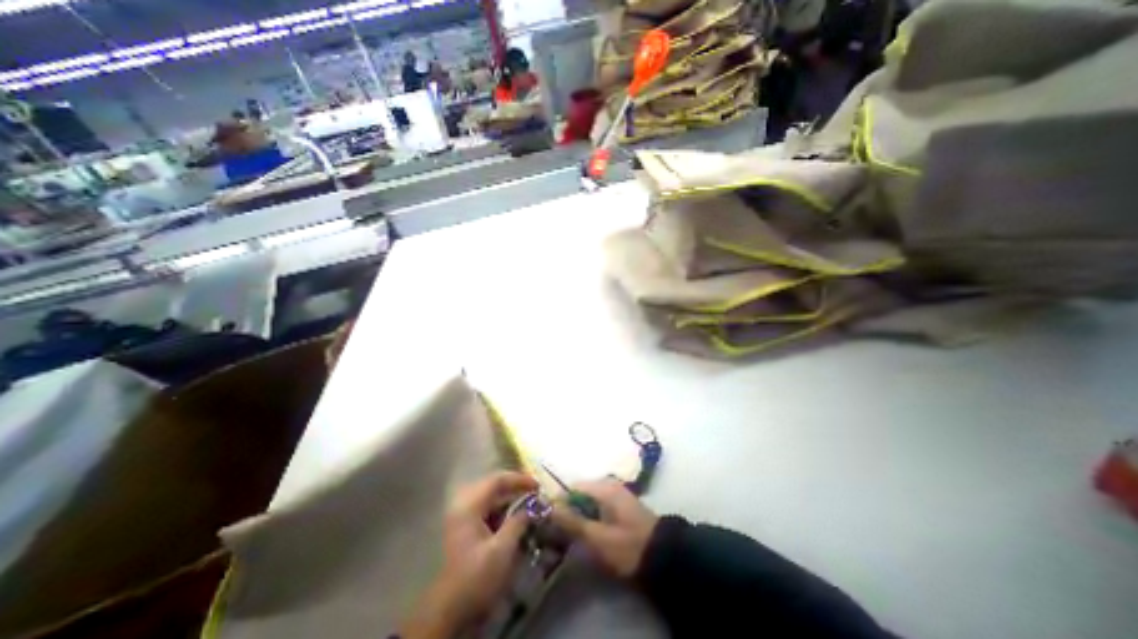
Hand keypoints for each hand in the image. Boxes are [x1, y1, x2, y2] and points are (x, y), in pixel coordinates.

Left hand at [403, 469, 538, 638]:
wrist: (449, 612)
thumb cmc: (476, 577)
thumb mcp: (502, 550)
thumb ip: (518, 522)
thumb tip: (530, 508)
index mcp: (470, 505)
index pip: (497, 480)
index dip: (519, 479)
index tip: (538, 486)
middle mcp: (463, 505)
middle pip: (492, 486)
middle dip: (514, 487)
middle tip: (534, 492)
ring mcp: (462, 517)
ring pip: (489, 498)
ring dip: (508, 499)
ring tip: (527, 504)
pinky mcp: (464, 529)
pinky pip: (486, 510)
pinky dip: (501, 510)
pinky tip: (513, 519)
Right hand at [552, 479, 659, 579]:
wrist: (663, 556)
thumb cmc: (628, 545)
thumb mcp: (598, 537)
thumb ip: (572, 521)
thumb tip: (549, 507)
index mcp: (603, 487)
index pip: (571, 488)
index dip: (558, 504)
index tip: (549, 524)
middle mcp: (608, 485)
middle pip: (579, 495)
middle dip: (568, 512)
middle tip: (559, 535)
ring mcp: (615, 495)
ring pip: (588, 503)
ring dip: (579, 518)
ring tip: (572, 539)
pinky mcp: (620, 506)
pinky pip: (597, 508)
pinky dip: (590, 520)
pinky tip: (589, 536)